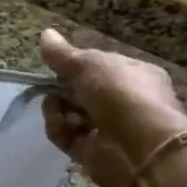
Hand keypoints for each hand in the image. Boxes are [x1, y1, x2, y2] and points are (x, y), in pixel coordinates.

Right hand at [40, 29, 186, 186]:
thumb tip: (45, 34)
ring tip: (54, 106)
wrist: (140, 148)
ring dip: (57, 108)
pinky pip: (67, 136)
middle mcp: (124, 102)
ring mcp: (109, 129)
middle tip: (51, 86)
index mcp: (135, 75)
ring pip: (71, 114)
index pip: (101, 66)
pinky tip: (57, 122)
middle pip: (82, 91)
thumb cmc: (120, 94)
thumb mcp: (90, 64)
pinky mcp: (92, 152)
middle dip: (63, 88)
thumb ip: (63, 54)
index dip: (76, 64)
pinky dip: (58, 128)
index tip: (56, 64)